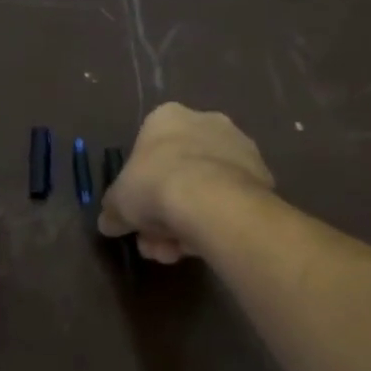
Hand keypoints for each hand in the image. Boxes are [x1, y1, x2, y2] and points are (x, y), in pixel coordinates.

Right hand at [98, 103, 273, 262]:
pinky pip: (228, 202)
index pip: (148, 149)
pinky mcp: (262, 175)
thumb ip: (113, 210)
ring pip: (204, 190)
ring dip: (187, 223)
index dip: (140, 186)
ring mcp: (238, 147)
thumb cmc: (154, 185)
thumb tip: (109, 222)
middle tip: (155, 242)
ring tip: (176, 253)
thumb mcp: (118, 202)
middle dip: (163, 212)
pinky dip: (214, 222)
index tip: (137, 213)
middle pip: (178, 172)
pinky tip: (202, 247)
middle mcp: (206, 122)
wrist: (211, 200)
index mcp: (167, 117)